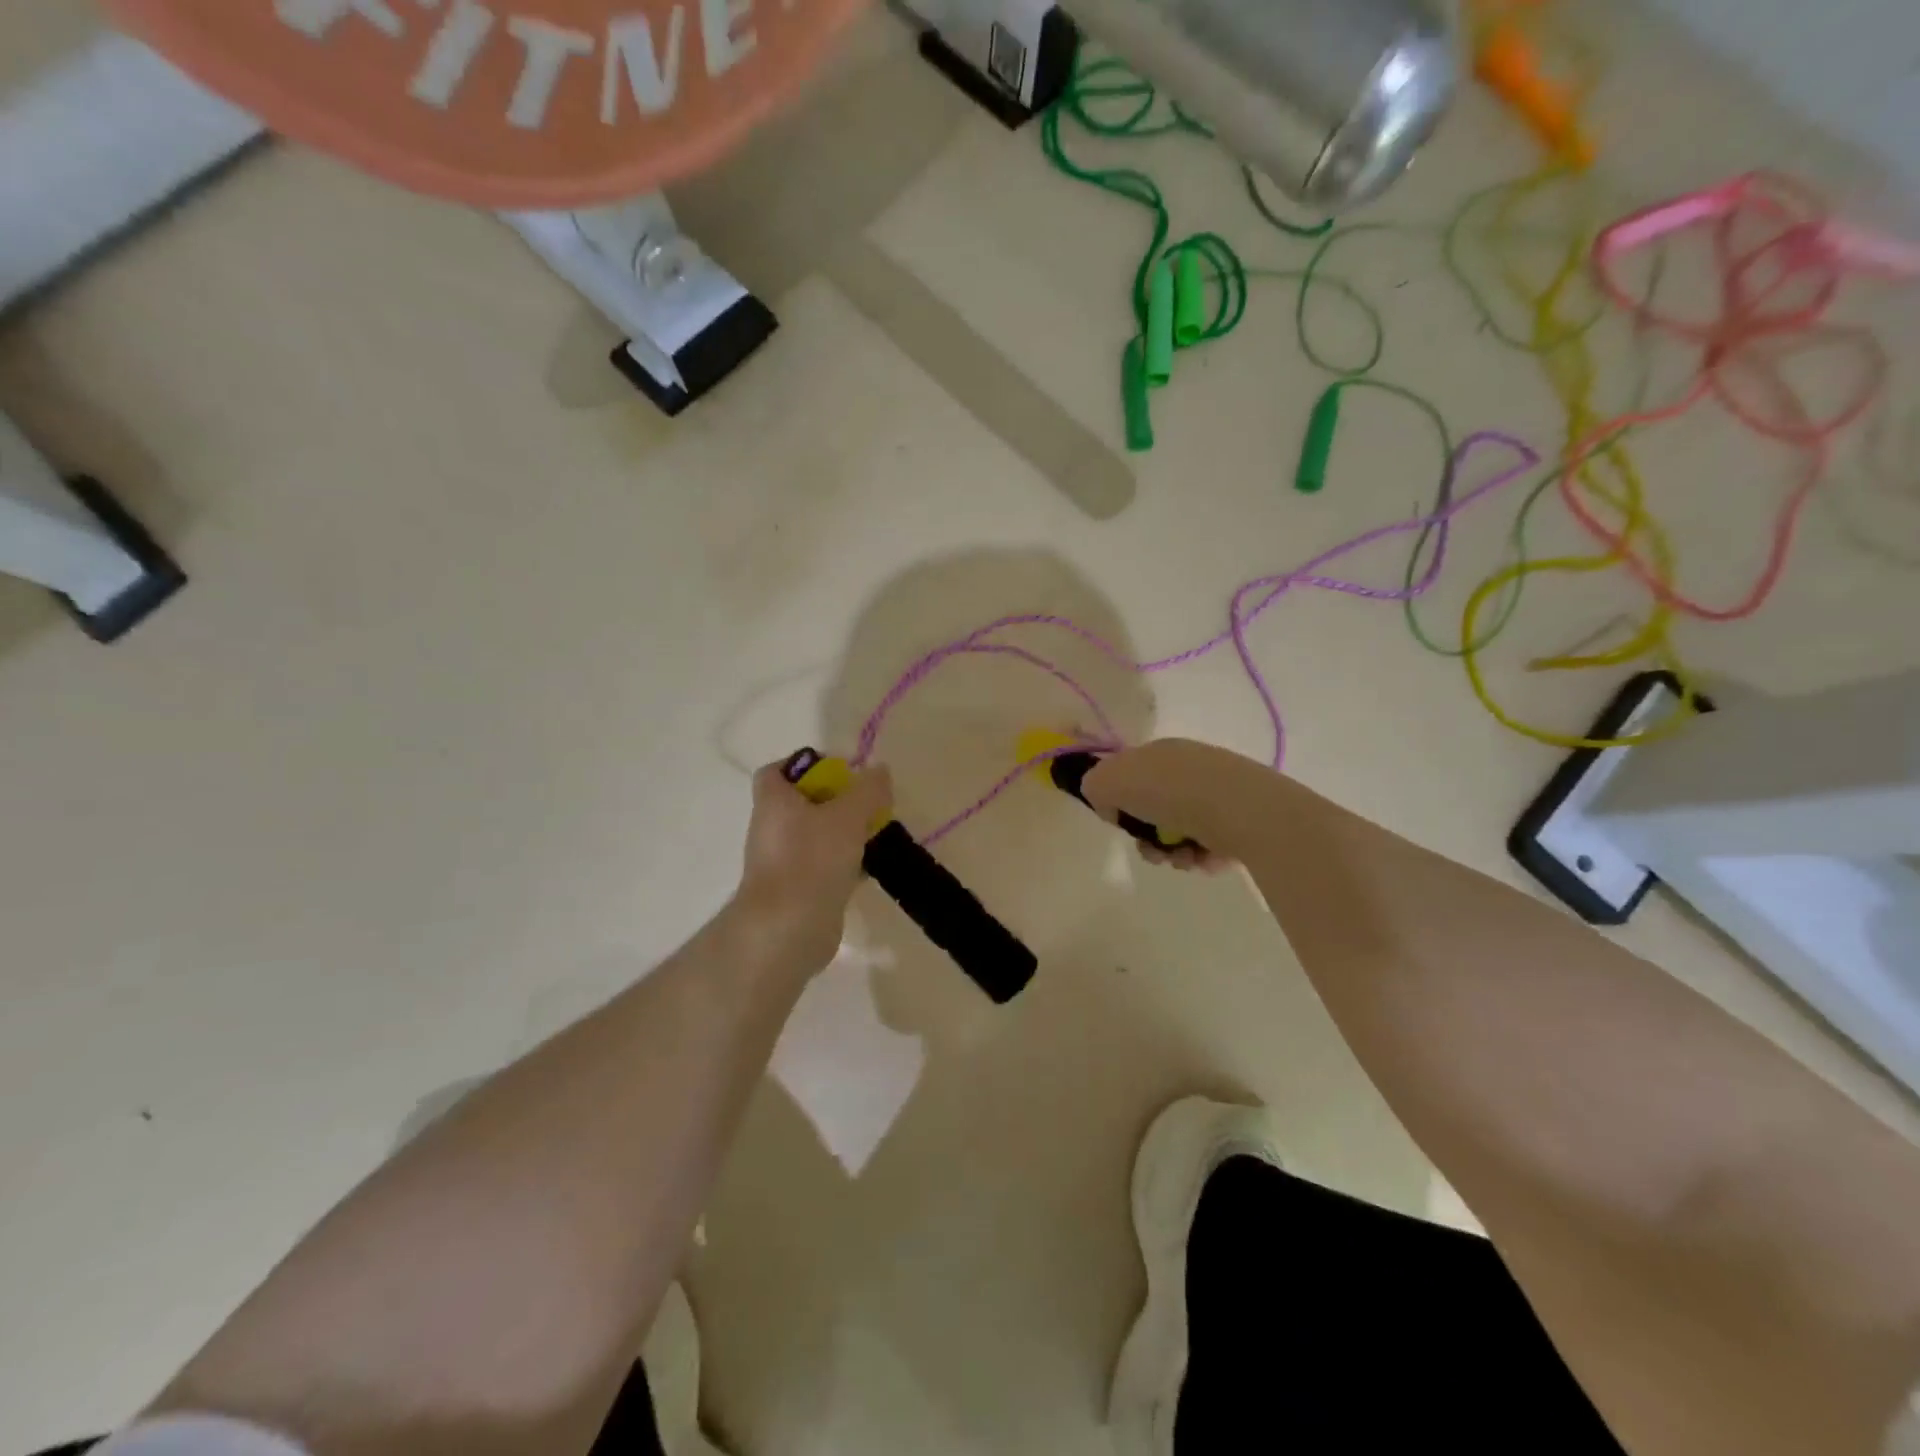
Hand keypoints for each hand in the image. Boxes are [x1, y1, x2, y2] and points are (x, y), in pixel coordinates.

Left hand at [733, 759, 894, 972]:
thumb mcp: (848, 815)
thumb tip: (879, 771)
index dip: (807, 766)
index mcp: (773, 802)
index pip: (777, 771)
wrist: (788, 929)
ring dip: (843, 834)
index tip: (840, 774)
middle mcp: (771, 828)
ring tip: (874, 835)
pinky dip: (844, 864)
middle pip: (803, 803)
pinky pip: (822, 866)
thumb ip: (868, 790)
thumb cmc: (812, 860)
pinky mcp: (797, 890)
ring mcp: (782, 862)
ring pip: (816, 836)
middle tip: (868, 805)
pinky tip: (869, 868)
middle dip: (837, 802)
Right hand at [1080, 739, 1236, 873]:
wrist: (1239, 809)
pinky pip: (1211, 843)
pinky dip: (1203, 856)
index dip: (1120, 801)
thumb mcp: (1109, 781)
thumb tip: (1110, 805)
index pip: (1130, 775)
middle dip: (1148, 836)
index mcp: (1159, 752)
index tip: (1121, 823)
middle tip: (1152, 851)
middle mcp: (1189, 767)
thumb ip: (1095, 787)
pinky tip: (1205, 859)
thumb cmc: (1169, 792)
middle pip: (1156, 808)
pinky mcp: (1242, 818)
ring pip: (1182, 830)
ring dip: (1174, 852)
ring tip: (1182, 860)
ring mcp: (1218, 792)